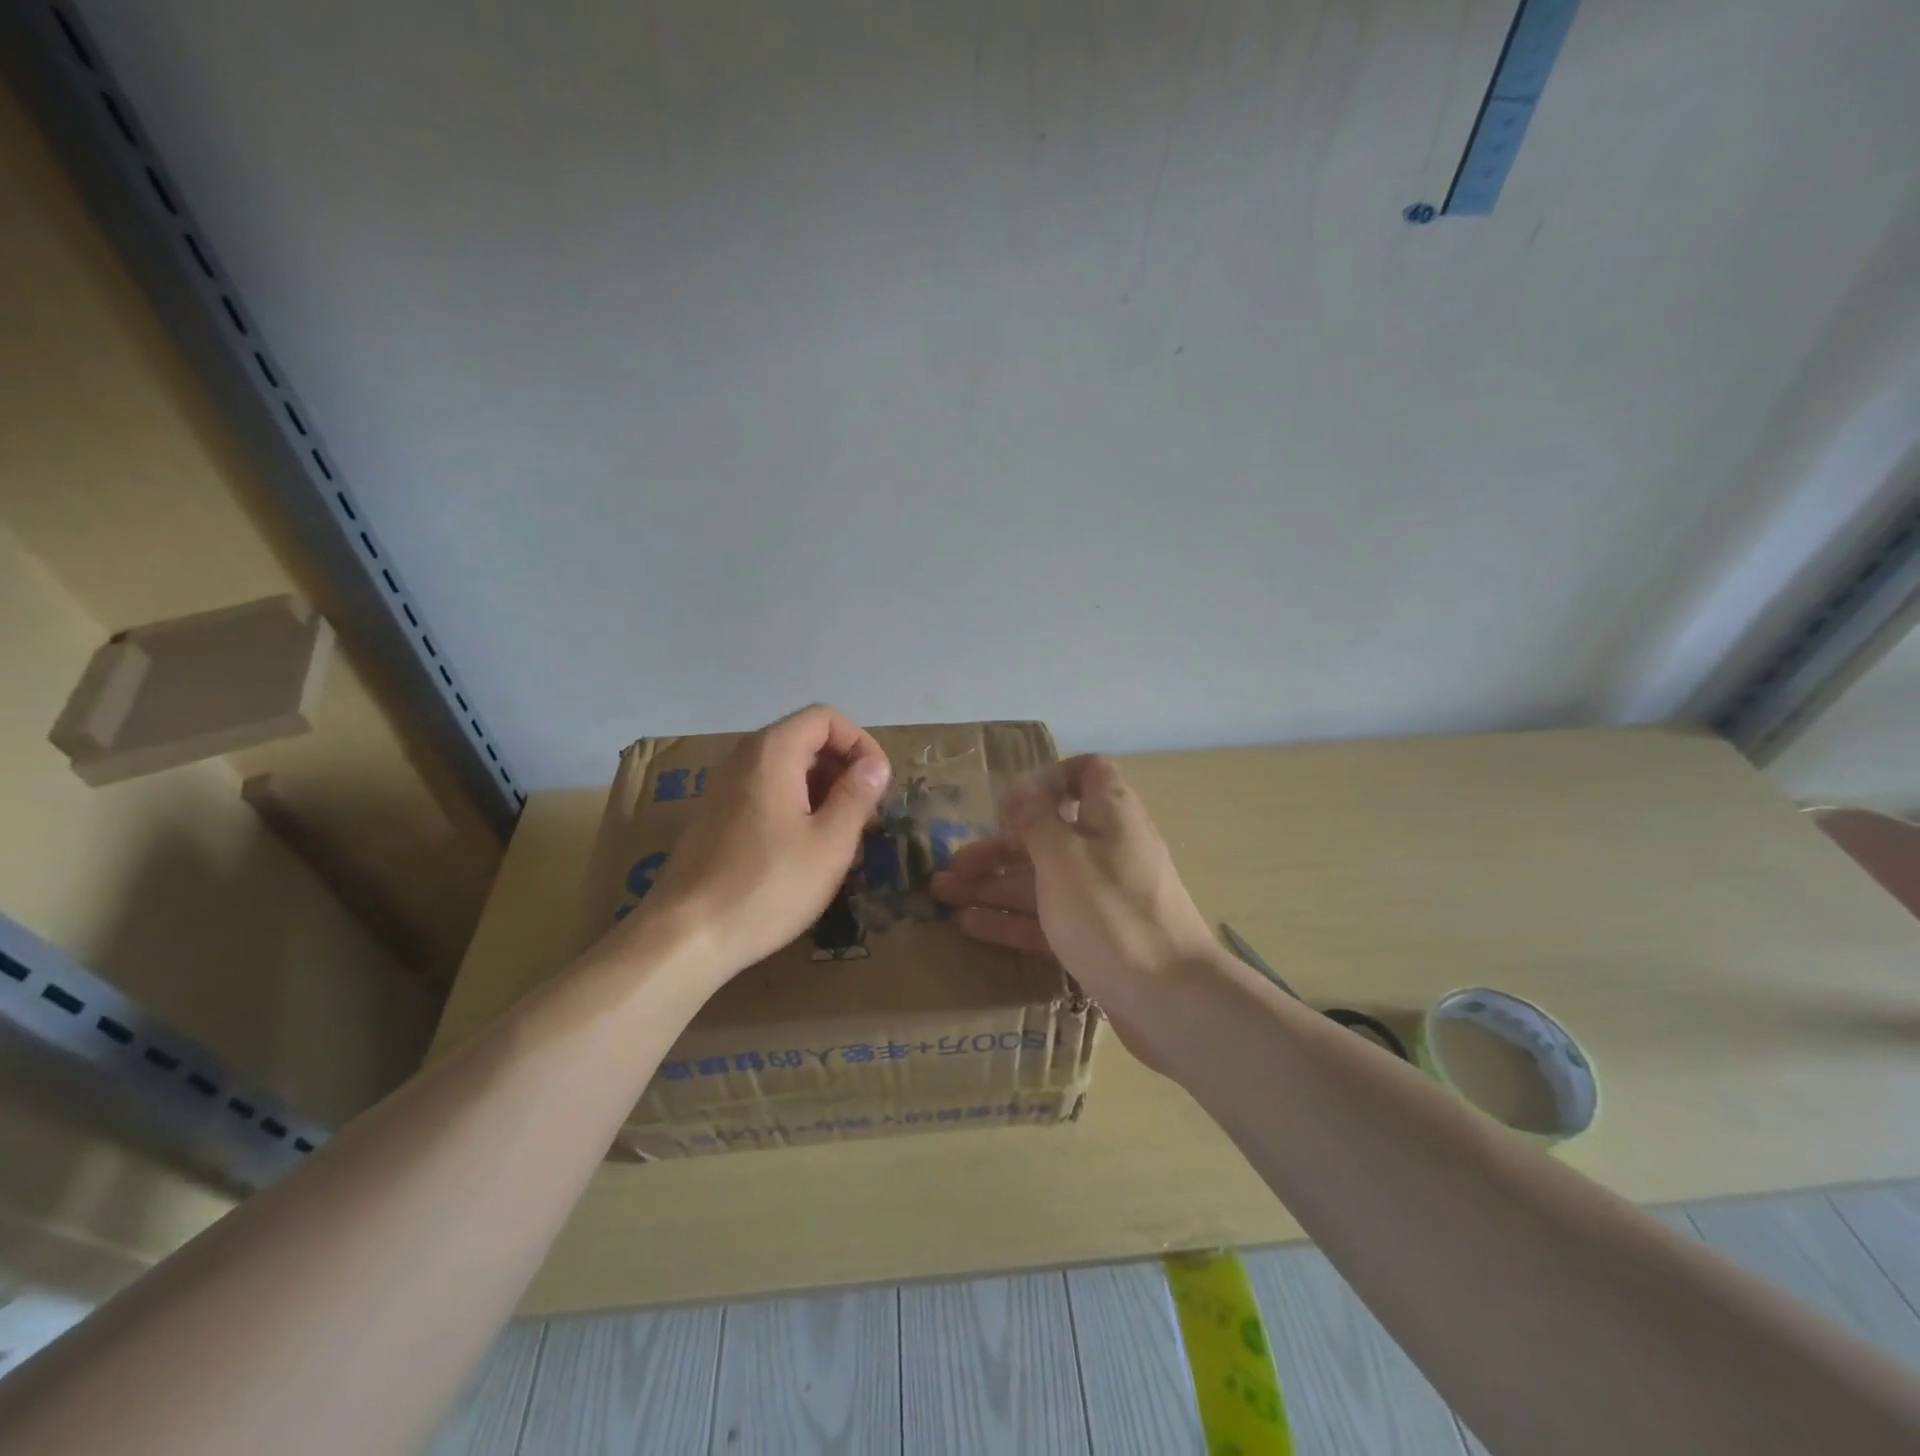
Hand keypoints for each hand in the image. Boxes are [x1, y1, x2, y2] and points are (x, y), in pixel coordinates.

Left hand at [631, 705, 890, 981]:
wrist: (686, 936)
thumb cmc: (768, 886)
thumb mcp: (830, 843)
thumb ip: (857, 795)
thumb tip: (875, 765)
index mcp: (772, 752)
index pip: (826, 718)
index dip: (861, 743)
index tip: (879, 785)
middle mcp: (744, 758)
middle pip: (806, 740)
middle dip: (844, 770)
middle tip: (867, 816)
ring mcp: (725, 787)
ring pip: (787, 769)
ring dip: (823, 792)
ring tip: (844, 838)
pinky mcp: (716, 816)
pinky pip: (766, 793)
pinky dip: (796, 807)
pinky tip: (807, 852)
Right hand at [929, 754, 1219, 1060]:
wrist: (1171, 1002)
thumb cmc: (1111, 914)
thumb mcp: (1064, 856)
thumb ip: (1037, 819)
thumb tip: (1023, 789)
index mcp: (1110, 817)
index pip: (1088, 773)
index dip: (1050, 778)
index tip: (1011, 803)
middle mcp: (1107, 851)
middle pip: (1049, 835)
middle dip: (999, 846)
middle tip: (953, 865)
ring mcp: (1102, 898)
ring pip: (1042, 881)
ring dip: (994, 884)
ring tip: (943, 894)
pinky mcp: (1096, 939)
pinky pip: (1048, 919)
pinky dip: (1012, 920)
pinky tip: (970, 925)